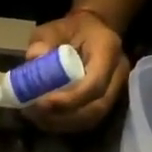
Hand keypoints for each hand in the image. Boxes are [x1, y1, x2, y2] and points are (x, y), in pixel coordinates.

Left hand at [23, 9, 128, 131]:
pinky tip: (44, 118)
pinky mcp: (106, 102)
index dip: (68, 99)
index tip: (42, 102)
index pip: (94, 84)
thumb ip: (44, 40)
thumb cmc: (71, 30)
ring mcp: (115, 90)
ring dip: (62, 122)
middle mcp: (118, 74)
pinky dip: (64, 123)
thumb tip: (33, 58)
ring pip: (92, 118)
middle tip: (35, 112)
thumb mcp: (53, 28)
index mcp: (108, 50)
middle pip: (96, 108)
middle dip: (63, 115)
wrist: (91, 32)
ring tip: (36, 116)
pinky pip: (87, 120)